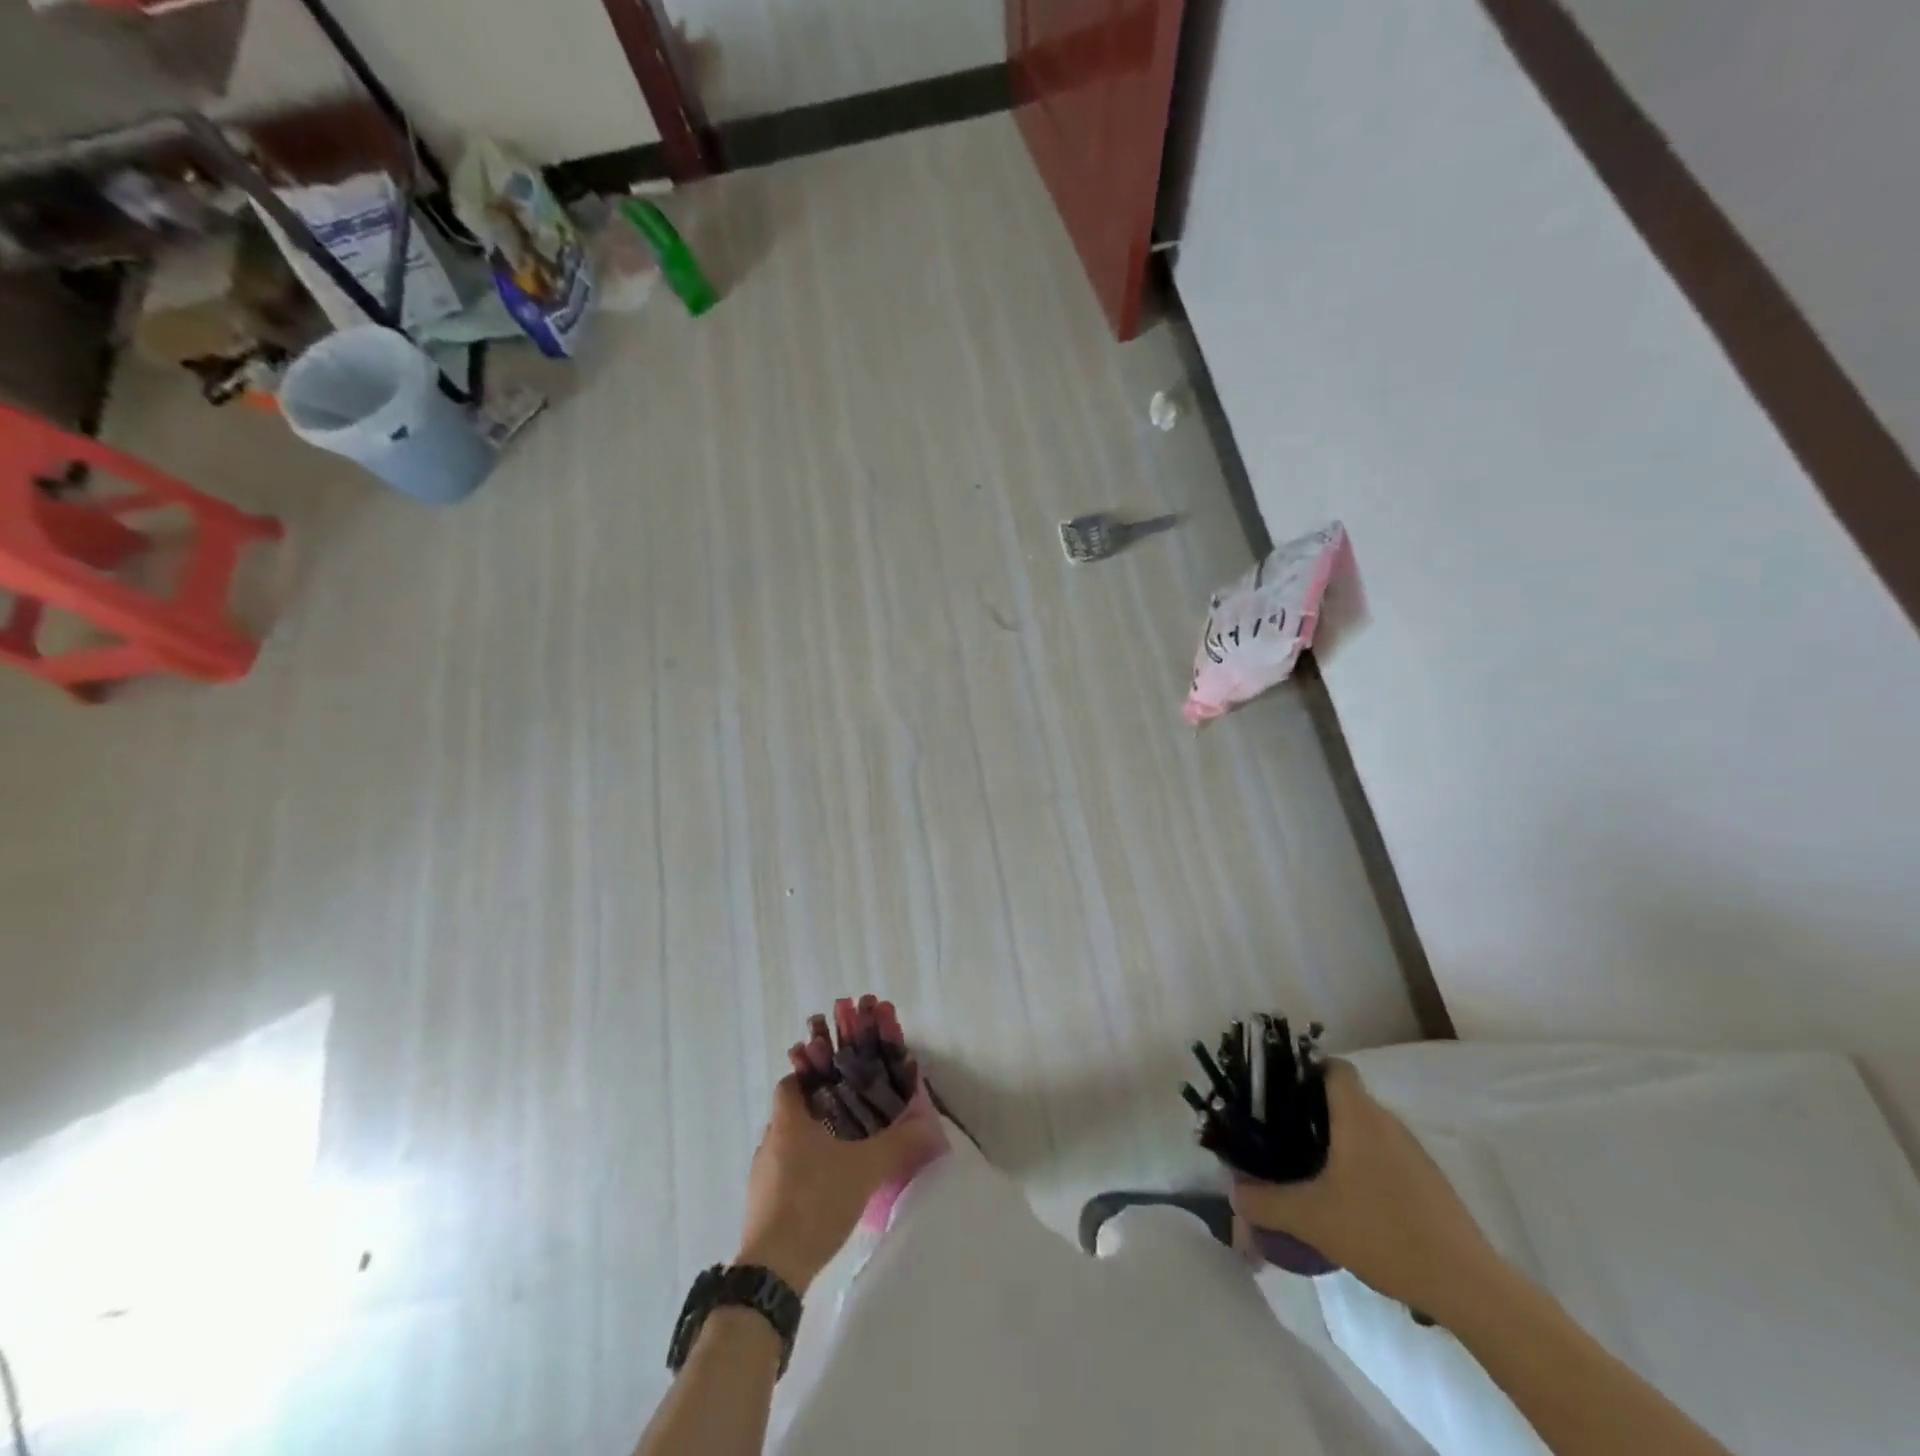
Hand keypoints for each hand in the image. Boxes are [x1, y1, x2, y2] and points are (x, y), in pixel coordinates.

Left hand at [735, 1074, 946, 1293]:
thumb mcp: (866, 1169)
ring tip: (843, 1154)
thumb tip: (928, 1125)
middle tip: (851, 1118)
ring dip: (810, 1145)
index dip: (811, 1078)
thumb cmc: (816, 1201)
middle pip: (791, 1114)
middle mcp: (769, 1142)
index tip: (838, 1084)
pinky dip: (802, 1174)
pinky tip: (826, 1190)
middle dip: (818, 1113)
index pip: (790, 1083)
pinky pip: (782, 1175)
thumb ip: (898, 1144)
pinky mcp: (759, 1206)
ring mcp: (760, 1176)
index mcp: (788, 1122)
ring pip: (787, 1146)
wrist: (773, 1269)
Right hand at [1230, 1060, 1499, 1317]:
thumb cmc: (1384, 1232)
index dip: (1303, 1069)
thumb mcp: (1312, 1218)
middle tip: (1281, 1136)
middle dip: (1311, 1112)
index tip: (1278, 1091)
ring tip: (1309, 1172)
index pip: (1332, 1066)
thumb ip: (1265, 1202)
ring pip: (1365, 1130)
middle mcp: (1387, 1123)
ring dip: (1338, 1143)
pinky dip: (1363, 1168)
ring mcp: (1414, 1153)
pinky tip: (1350, 1204)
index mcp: (1358, 1116)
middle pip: (1344, 1098)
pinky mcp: (1430, 1183)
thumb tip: (1234, 1194)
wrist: (1468, 1286)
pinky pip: (1385, 1158)